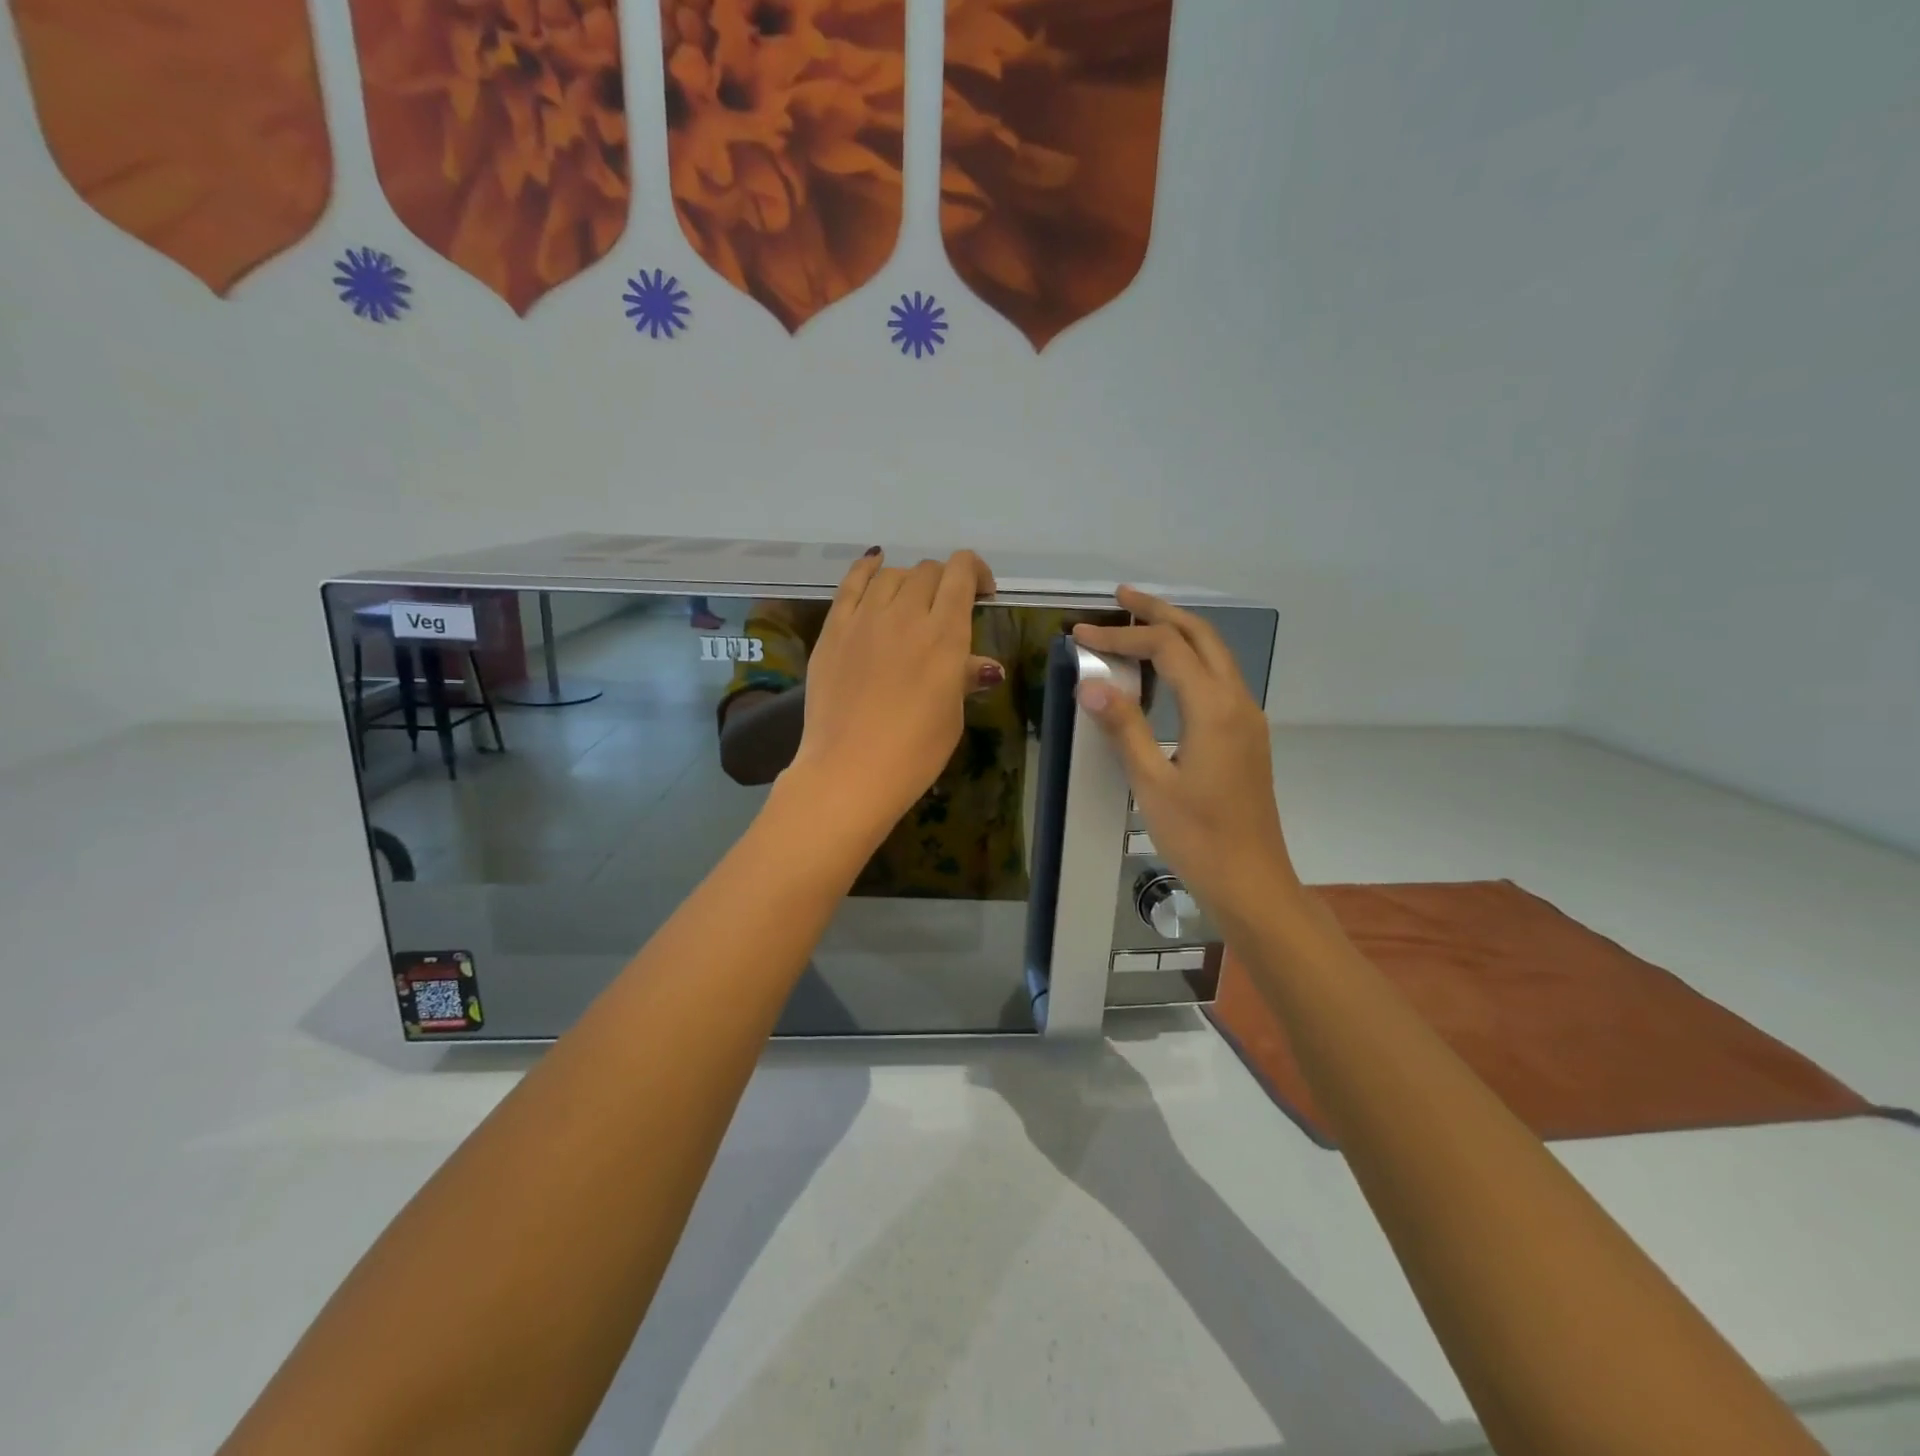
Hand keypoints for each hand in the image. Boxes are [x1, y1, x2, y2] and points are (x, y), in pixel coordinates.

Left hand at [785, 549, 999, 842]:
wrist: (850, 770)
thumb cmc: (914, 752)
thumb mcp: (951, 715)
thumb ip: (964, 678)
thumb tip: (985, 667)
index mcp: (944, 634)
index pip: (961, 573)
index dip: (975, 572)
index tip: (982, 594)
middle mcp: (906, 614)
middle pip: (928, 571)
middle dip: (945, 581)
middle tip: (947, 607)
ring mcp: (865, 619)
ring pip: (891, 574)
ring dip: (909, 580)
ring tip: (912, 600)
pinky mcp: (834, 629)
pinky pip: (851, 583)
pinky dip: (867, 568)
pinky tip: (874, 562)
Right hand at [1072, 588, 1298, 927]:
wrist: (1252, 882)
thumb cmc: (1199, 837)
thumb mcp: (1151, 783)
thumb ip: (1124, 727)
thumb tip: (1090, 683)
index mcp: (1214, 709)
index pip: (1166, 649)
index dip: (1122, 636)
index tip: (1081, 635)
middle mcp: (1238, 702)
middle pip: (1202, 636)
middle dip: (1161, 611)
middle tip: (1121, 597)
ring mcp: (1248, 719)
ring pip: (1216, 655)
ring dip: (1179, 632)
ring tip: (1140, 624)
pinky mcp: (1247, 736)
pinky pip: (1219, 679)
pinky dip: (1191, 660)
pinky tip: (1166, 673)